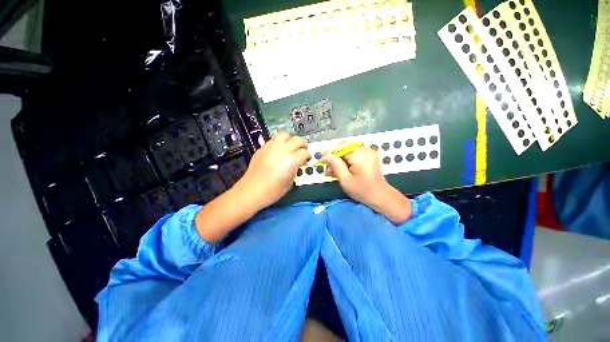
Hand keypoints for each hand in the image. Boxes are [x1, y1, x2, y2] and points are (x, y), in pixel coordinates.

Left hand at [236, 132, 310, 208]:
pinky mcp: (262, 148)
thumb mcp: (289, 182)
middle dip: (303, 144)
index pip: (304, 152)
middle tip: (303, 150)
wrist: (251, 191)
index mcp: (290, 161)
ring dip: (291, 140)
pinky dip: (279, 142)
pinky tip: (279, 150)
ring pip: (284, 135)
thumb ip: (296, 169)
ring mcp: (270, 148)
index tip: (307, 159)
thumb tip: (299, 162)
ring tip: (291, 147)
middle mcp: (281, 151)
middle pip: (297, 140)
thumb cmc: (272, 191)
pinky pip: (273, 139)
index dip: (308, 155)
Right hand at [323, 142, 411, 223]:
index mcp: (359, 155)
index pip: (340, 147)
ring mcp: (367, 152)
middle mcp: (364, 149)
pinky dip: (345, 159)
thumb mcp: (346, 180)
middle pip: (344, 146)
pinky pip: (354, 153)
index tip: (321, 159)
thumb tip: (326, 156)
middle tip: (326, 164)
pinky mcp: (368, 156)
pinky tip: (340, 168)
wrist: (381, 196)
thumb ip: (336, 166)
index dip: (329, 152)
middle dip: (333, 154)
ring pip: (348, 149)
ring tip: (331, 170)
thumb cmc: (362, 190)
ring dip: (338, 158)